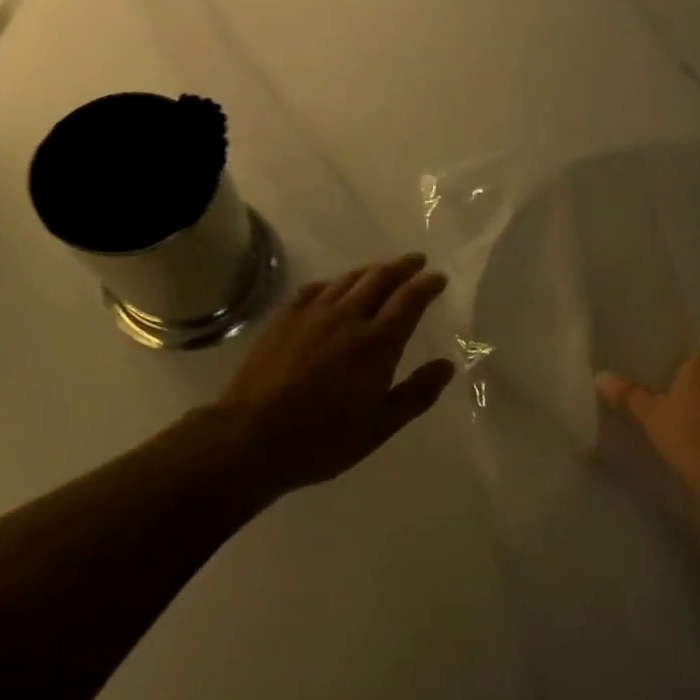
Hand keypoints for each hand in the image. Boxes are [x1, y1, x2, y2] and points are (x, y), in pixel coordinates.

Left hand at [208, 253, 454, 499]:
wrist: (252, 437)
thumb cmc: (323, 439)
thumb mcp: (380, 426)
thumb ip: (417, 394)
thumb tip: (447, 365)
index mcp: (377, 343)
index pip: (409, 300)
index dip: (426, 285)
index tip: (438, 277)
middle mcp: (348, 318)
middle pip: (380, 279)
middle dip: (402, 266)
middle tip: (416, 260)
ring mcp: (312, 314)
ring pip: (348, 280)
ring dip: (371, 270)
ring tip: (382, 270)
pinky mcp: (284, 318)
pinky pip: (316, 289)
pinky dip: (334, 283)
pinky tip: (334, 288)